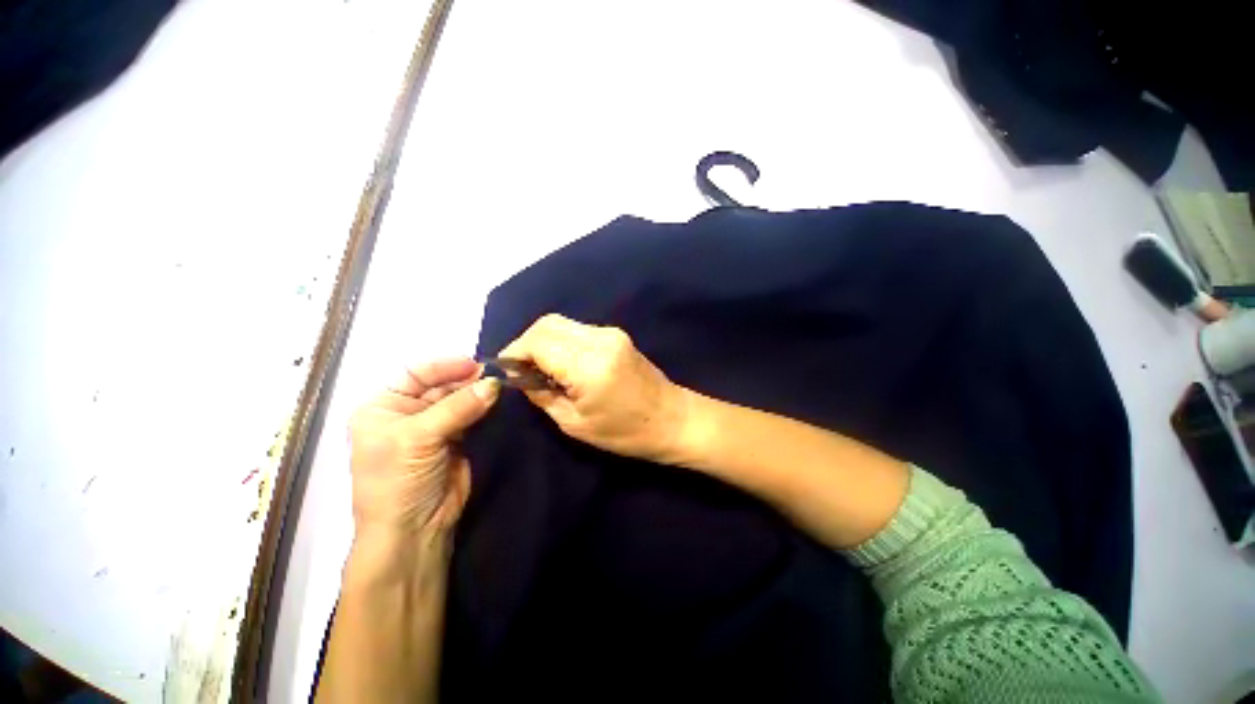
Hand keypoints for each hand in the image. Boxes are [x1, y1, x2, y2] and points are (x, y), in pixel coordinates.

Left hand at [347, 359, 500, 538]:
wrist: (414, 530)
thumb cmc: (398, 480)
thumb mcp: (419, 438)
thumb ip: (458, 407)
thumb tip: (494, 383)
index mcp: (382, 407)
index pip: (413, 373)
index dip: (442, 366)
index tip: (474, 364)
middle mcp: (406, 413)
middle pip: (439, 385)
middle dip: (465, 380)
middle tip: (495, 375)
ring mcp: (433, 427)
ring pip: (458, 400)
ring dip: (477, 393)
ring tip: (500, 386)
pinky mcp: (456, 439)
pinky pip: (471, 415)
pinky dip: (483, 408)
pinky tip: (496, 401)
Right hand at [499, 314, 689, 461]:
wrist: (671, 419)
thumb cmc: (624, 432)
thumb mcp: (574, 423)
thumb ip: (541, 395)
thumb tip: (520, 377)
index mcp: (588, 365)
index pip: (537, 341)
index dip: (514, 352)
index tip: (506, 370)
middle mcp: (599, 340)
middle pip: (547, 324)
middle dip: (526, 343)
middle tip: (521, 370)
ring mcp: (610, 333)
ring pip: (562, 324)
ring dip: (544, 341)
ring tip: (540, 368)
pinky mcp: (617, 334)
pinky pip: (578, 330)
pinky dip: (562, 342)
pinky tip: (562, 363)